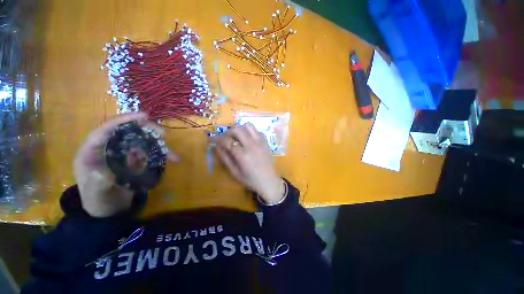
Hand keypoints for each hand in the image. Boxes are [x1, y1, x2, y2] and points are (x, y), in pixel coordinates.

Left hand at [73, 112, 177, 216]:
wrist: (108, 210)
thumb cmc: (97, 200)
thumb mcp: (95, 193)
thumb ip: (98, 182)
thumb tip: (106, 171)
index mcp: (93, 149)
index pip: (107, 128)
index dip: (124, 120)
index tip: (144, 116)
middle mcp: (110, 147)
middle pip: (129, 132)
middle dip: (147, 130)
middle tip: (163, 134)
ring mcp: (125, 153)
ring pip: (143, 141)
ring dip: (159, 144)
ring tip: (172, 151)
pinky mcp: (136, 160)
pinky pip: (151, 153)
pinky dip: (163, 155)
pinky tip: (173, 159)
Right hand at [215, 123, 284, 203]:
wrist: (269, 181)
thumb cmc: (250, 179)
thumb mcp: (234, 172)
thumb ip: (225, 158)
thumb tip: (216, 147)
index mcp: (243, 155)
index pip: (228, 141)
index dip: (218, 139)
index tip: (213, 140)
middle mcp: (252, 145)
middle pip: (237, 129)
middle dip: (228, 132)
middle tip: (226, 138)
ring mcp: (260, 142)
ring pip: (248, 126)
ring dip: (240, 129)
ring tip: (237, 137)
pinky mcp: (265, 142)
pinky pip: (256, 131)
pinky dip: (249, 132)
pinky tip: (247, 139)